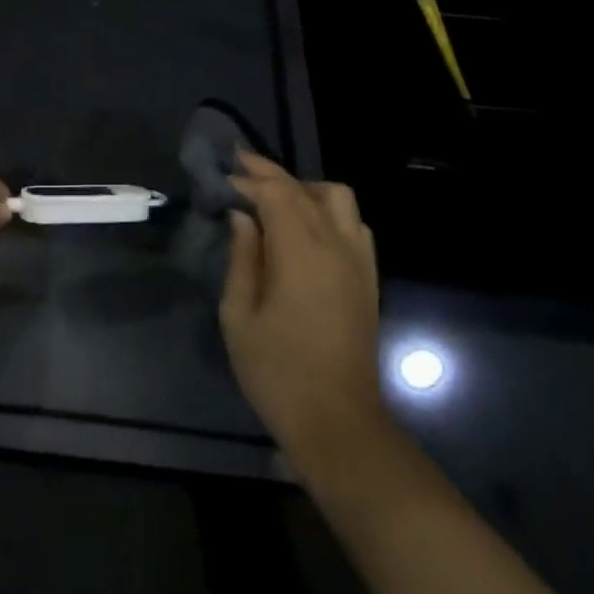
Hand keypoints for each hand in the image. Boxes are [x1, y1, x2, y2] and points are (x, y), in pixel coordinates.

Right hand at [220, 150, 385, 467]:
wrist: (339, 425)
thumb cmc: (278, 372)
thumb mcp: (239, 316)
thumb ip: (242, 258)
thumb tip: (242, 217)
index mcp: (301, 252)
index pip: (276, 193)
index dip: (249, 178)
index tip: (224, 175)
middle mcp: (335, 245)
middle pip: (304, 189)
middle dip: (270, 174)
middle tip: (240, 168)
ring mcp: (358, 261)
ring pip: (338, 197)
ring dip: (305, 188)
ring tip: (276, 198)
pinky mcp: (369, 279)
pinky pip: (354, 224)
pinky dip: (329, 211)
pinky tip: (308, 227)